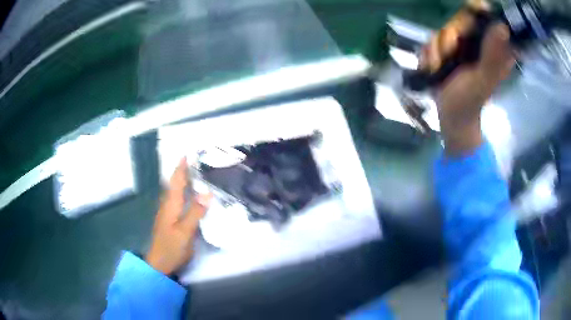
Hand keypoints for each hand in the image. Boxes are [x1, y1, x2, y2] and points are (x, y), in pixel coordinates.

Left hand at [146, 158, 211, 274]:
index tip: (187, 154)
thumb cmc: (171, 247)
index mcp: (170, 205)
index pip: (176, 181)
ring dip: (182, 181)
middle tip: (194, 162)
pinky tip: (190, 195)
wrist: (159, 263)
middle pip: (174, 184)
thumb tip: (208, 192)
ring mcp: (167, 213)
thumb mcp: (185, 231)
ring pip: (175, 192)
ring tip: (194, 173)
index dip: (181, 168)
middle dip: (182, 171)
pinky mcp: (169, 220)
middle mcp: (167, 205)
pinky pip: (177, 200)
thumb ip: (195, 212)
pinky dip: (183, 192)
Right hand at [423, 21, 514, 154]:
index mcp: (493, 47)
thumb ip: (492, 54)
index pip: (483, 16)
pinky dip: (429, 54)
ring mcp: (462, 45)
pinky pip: (432, 40)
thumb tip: (502, 27)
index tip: (464, 30)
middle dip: (450, 37)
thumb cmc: (470, 100)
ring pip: (443, 29)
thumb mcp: (484, 77)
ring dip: (437, 49)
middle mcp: (478, 42)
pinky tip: (433, 68)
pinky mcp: (447, 49)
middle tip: (451, 56)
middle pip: (459, 19)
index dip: (473, 15)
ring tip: (441, 67)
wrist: (452, 115)